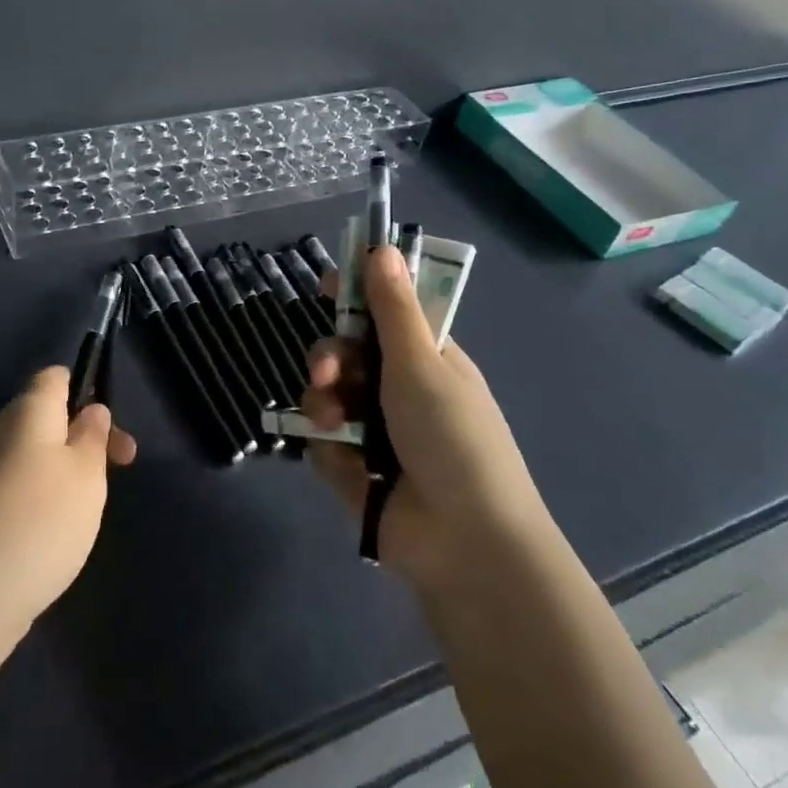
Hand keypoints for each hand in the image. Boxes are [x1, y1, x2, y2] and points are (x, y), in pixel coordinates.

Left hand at [0, 367, 137, 644]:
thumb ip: (93, 434)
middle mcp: (0, 431)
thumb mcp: (88, 472)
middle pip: (46, 416)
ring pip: (34, 454)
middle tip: (118, 469)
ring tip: (89, 508)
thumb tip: (90, 409)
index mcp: (28, 410)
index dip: (85, 389)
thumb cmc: (43, 519)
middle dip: (84, 437)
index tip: (109, 426)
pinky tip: (55, 534)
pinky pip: (18, 486)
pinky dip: (42, 499)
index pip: (55, 376)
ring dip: (66, 471)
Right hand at [303, 246, 544, 597]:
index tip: (328, 288)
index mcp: (424, 359)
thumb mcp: (422, 365)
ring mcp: (374, 431)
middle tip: (327, 373)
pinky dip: (331, 449)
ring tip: (336, 424)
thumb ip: (393, 309)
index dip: (356, 298)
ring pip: (326, 396)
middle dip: (328, 358)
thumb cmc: (452, 438)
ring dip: (324, 404)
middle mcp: (397, 389)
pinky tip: (349, 466)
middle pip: (345, 354)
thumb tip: (382, 247)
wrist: (463, 539)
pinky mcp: (353, 469)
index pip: (384, 314)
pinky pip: (323, 442)